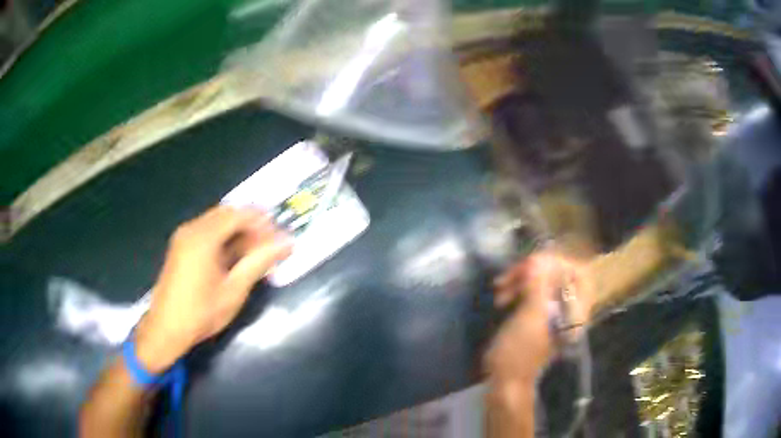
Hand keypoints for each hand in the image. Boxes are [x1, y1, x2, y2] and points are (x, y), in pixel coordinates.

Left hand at [134, 206, 291, 371]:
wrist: (166, 329)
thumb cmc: (201, 313)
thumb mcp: (233, 290)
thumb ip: (259, 263)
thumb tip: (287, 243)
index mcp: (203, 237)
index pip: (239, 214)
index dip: (262, 223)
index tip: (279, 239)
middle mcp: (191, 229)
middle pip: (227, 214)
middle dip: (251, 227)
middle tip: (268, 248)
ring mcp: (183, 237)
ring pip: (217, 222)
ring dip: (238, 233)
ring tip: (254, 256)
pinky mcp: (180, 246)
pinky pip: (207, 232)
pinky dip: (224, 239)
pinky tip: (233, 260)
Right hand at [486, 251, 593, 383]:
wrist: (505, 377)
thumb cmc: (520, 351)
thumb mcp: (531, 317)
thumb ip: (538, 286)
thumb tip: (539, 260)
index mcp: (574, 309)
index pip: (579, 273)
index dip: (559, 263)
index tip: (534, 263)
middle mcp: (566, 306)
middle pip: (557, 273)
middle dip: (533, 270)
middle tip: (511, 275)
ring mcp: (550, 309)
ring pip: (541, 280)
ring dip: (519, 279)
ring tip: (500, 289)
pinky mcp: (534, 313)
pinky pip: (529, 290)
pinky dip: (516, 288)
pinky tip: (501, 295)